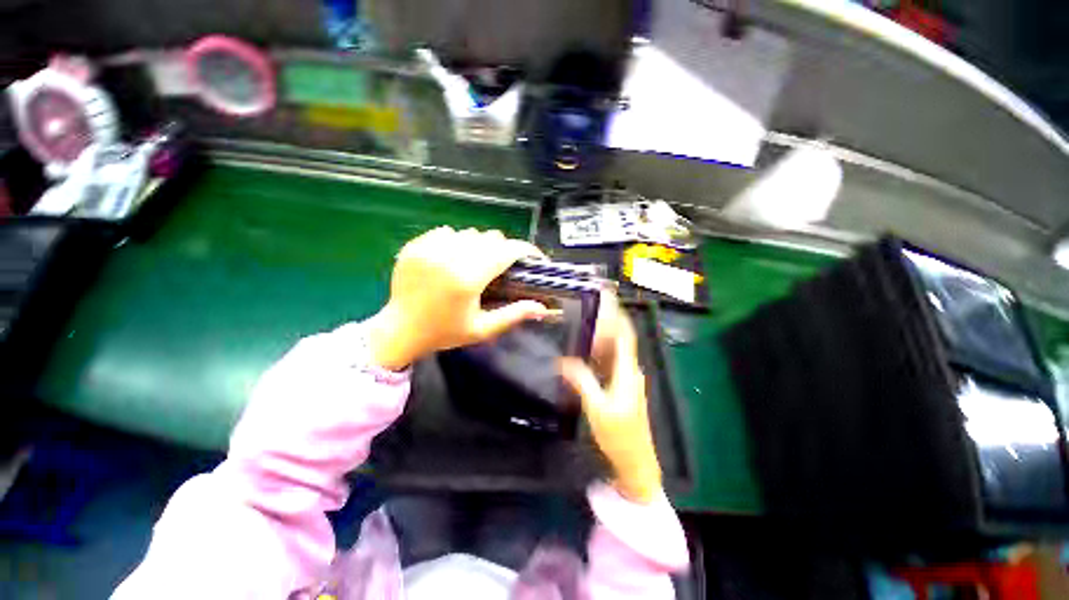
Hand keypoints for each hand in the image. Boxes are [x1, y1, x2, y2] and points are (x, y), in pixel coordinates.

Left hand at [366, 227, 551, 369]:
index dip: (525, 251)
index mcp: (468, 279)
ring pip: (469, 233)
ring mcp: (429, 248)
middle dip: (503, 250)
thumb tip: (542, 307)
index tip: (533, 258)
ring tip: (476, 264)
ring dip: (480, 246)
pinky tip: (452, 259)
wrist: (400, 330)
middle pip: (490, 238)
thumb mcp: (482, 329)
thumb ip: (514, 315)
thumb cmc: (444, 333)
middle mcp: (449, 257)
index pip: (506, 251)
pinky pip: (446, 233)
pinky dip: (456, 242)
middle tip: (502, 268)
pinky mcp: (415, 245)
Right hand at [560, 293, 662, 502]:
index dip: (617, 315)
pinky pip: (611, 364)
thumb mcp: (596, 407)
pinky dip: (600, 354)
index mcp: (627, 371)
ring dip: (602, 338)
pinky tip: (586, 353)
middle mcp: (630, 371)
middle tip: (586, 309)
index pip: (625, 335)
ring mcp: (627, 380)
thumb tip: (563, 361)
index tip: (605, 299)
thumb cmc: (619, 435)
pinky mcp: (622, 389)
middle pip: (620, 340)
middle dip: (606, 322)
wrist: (636, 463)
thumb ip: (581, 380)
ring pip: (614, 352)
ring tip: (583, 326)